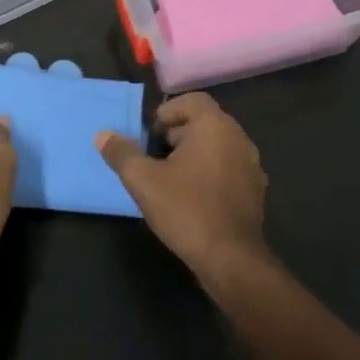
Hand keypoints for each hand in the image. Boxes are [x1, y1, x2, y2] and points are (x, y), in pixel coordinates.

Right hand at [98, 93, 268, 279]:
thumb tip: (103, 135)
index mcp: (215, 127)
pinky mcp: (255, 191)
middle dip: (176, 134)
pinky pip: (228, 168)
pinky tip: (192, 197)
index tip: (149, 136)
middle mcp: (239, 139)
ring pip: (217, 146)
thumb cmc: (185, 209)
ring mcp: (252, 165)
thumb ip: (121, 153)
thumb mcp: (143, 180)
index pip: (192, 100)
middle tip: (154, 157)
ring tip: (170, 178)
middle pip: (204, 122)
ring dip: (193, 154)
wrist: (230, 258)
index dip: (167, 112)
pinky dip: (209, 173)